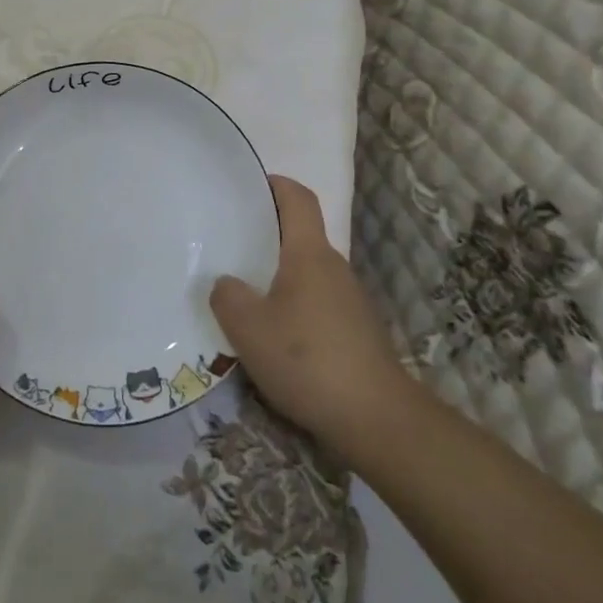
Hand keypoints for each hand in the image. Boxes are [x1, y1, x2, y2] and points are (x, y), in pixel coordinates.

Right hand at [211, 175, 414, 452]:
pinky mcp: (354, 330)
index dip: (275, 184)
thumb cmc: (308, 360)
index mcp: (309, 254)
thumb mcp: (248, 328)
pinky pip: (314, 301)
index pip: (298, 198)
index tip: (246, 185)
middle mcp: (333, 267)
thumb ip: (227, 296)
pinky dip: (290, 304)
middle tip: (225, 243)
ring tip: (240, 291)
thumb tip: (226, 283)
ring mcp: (348, 300)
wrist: (376, 419)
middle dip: (264, 234)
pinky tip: (270, 333)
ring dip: (275, 274)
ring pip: (305, 272)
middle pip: (298, 235)